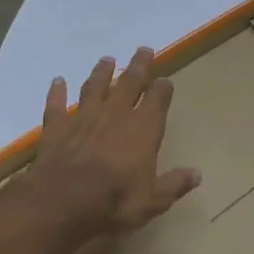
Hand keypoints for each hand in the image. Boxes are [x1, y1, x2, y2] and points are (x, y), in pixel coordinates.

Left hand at [23, 48, 199, 246]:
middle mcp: (115, 115)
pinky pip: (57, 105)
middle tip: (143, 50)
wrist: (62, 203)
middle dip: (138, 66)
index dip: (163, 88)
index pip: (158, 99)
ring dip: (101, 73)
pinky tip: (57, 82)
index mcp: (143, 129)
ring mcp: (84, 118)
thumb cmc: (114, 202)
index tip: (166, 81)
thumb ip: (174, 184)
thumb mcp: (153, 201)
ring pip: (95, 88)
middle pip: (129, 83)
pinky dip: (57, 93)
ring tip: (106, 59)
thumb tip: (197, 174)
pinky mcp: (57, 128)